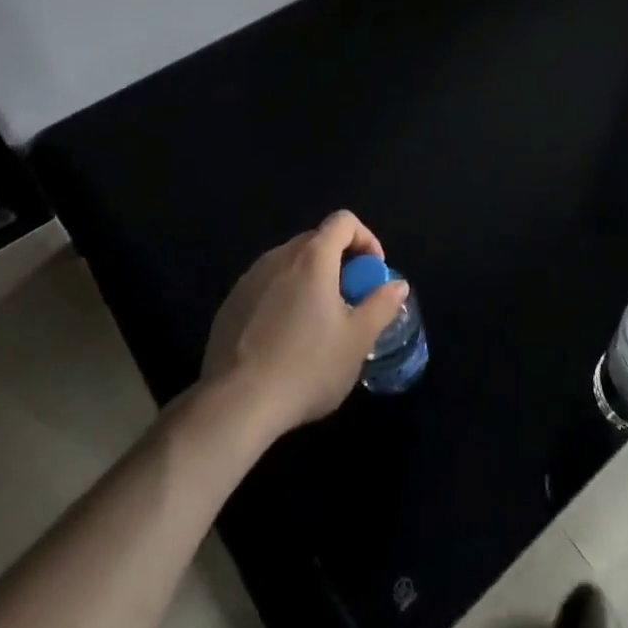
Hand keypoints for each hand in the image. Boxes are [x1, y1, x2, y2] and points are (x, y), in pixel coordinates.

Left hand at [202, 210, 408, 438]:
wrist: (236, 406)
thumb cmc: (306, 367)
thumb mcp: (358, 340)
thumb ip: (382, 305)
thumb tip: (398, 284)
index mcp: (312, 257)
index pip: (343, 221)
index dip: (365, 239)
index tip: (371, 274)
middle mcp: (278, 257)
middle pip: (317, 241)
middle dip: (339, 262)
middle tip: (350, 301)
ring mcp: (249, 279)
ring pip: (289, 264)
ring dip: (310, 280)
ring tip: (317, 323)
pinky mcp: (230, 304)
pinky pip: (266, 287)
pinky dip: (283, 298)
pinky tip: (284, 340)